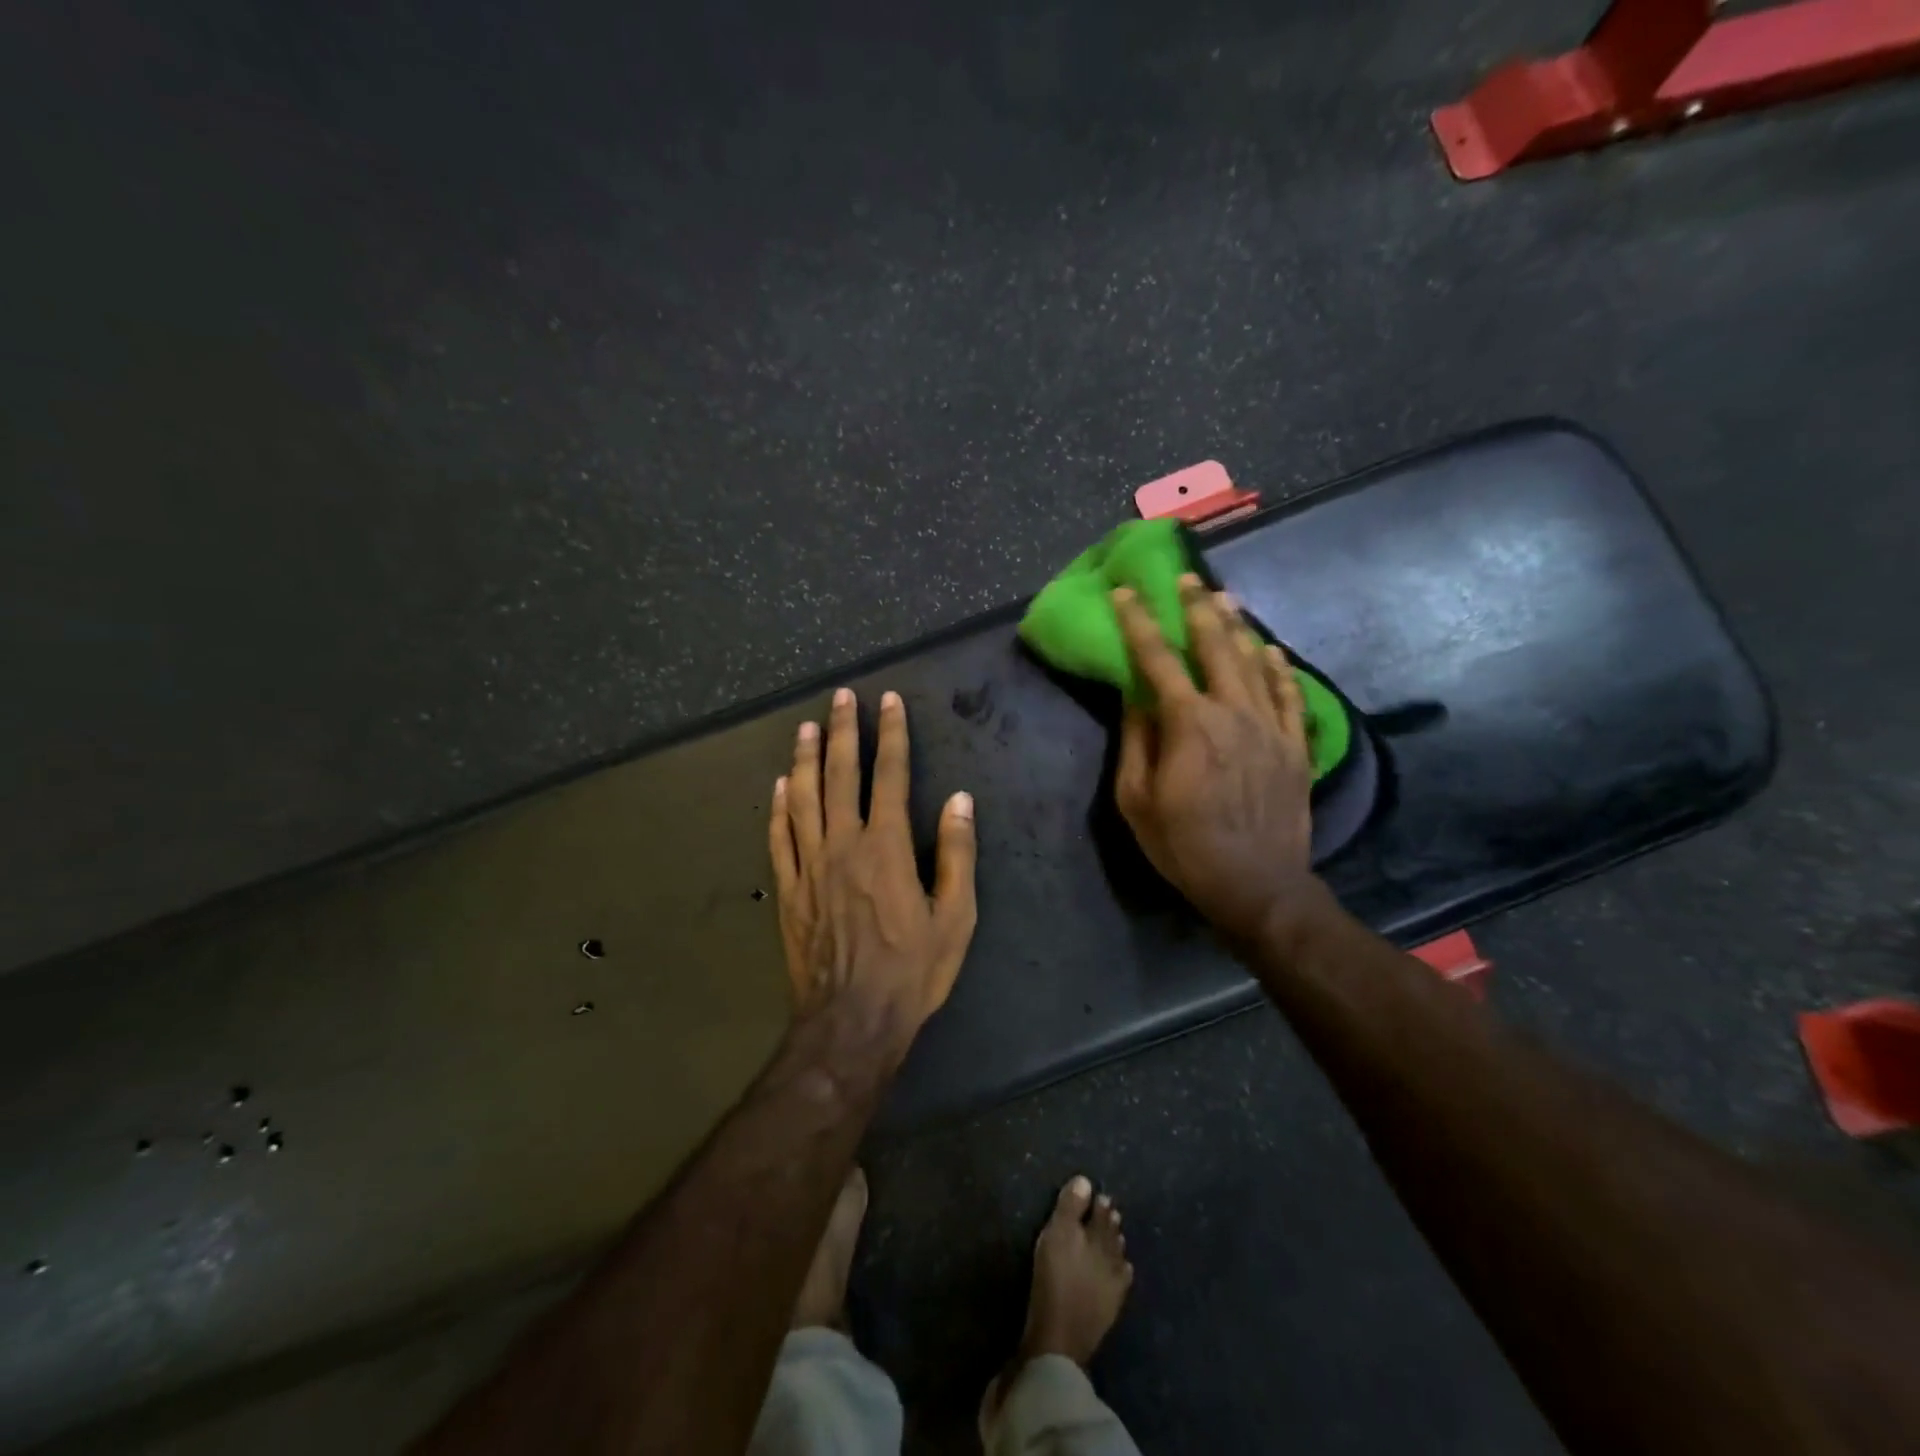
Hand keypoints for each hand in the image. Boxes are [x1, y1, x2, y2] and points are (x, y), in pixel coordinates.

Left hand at [769, 687, 978, 1043]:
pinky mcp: (788, 891)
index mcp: (886, 847)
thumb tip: (959, 800)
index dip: (891, 735)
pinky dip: (777, 808)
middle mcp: (843, 845)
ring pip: (803, 799)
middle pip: (840, 775)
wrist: (852, 1020)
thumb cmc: (912, 970)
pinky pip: (778, 839)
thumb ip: (956, 854)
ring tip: (805, 728)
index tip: (888, 702)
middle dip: (843, 731)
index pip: (890, 776)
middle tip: (840, 696)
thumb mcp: (955, 916)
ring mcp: (809, 866)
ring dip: (804, 759)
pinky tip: (778, 786)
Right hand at [1112, 576, 1323, 947]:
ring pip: (1255, 662)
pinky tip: (1272, 649)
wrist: (1257, 884)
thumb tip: (1136, 699)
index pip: (1157, 660)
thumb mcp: (1137, 801)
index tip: (1127, 592)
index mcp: (1189, 724)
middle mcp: (1233, 712)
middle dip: (1198, 609)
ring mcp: (1271, 727)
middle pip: (1215, 647)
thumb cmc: (1184, 846)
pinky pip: (1290, 695)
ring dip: (1238, 627)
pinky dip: (1280, 668)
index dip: (1139, 623)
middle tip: (1188, 579)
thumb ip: (1136, 743)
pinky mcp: (1295, 746)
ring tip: (1226, 599)